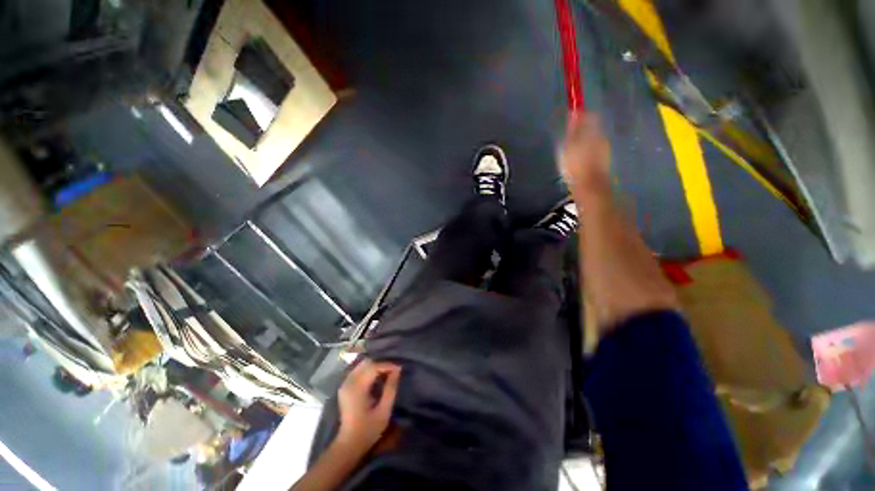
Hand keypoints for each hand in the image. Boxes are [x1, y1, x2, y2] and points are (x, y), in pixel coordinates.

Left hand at [336, 359, 401, 452]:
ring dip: (375, 366)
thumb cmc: (368, 430)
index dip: (387, 365)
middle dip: (381, 364)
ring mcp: (345, 384)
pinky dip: (369, 370)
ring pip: (362, 365)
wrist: (349, 444)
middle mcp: (349, 382)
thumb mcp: (384, 411)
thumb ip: (391, 388)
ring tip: (386, 374)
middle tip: (393, 372)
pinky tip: (377, 378)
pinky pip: (358, 370)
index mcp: (357, 388)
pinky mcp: (344, 386)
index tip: (399, 369)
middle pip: (367, 362)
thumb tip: (398, 370)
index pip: (374, 367)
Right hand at [559, 112, 611, 200]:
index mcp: (594, 132)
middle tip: (568, 138)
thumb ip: (574, 128)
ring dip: (584, 142)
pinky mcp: (602, 162)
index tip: (571, 121)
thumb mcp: (570, 145)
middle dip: (582, 130)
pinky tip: (578, 161)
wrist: (589, 186)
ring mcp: (604, 150)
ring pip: (594, 140)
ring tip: (571, 151)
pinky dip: (586, 152)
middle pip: (593, 128)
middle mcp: (602, 138)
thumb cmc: (576, 165)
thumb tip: (576, 112)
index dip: (581, 116)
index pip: (590, 116)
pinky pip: (594, 151)